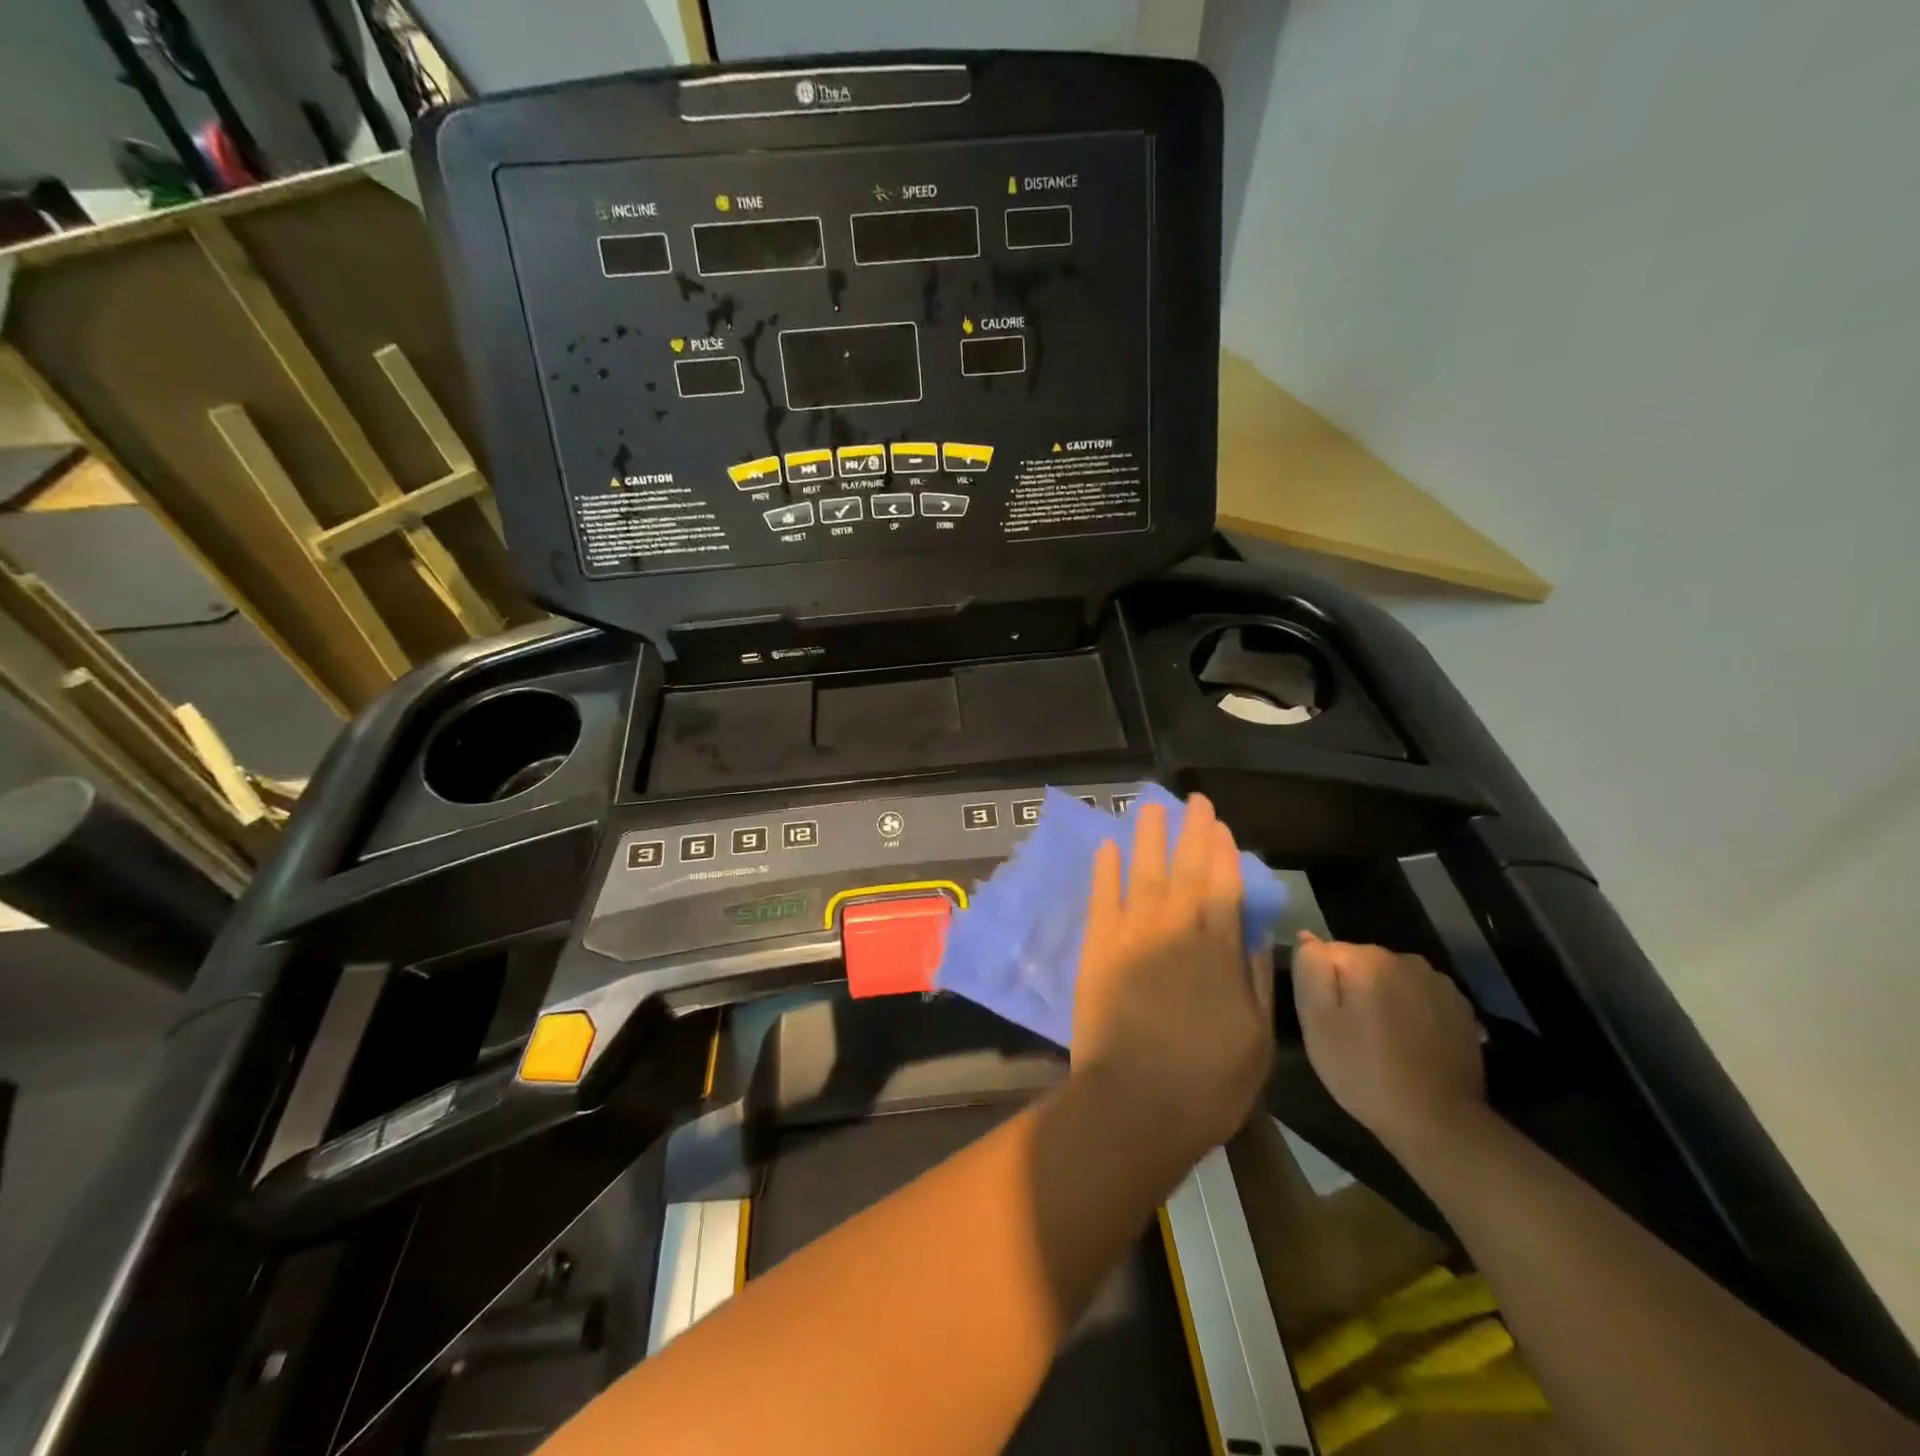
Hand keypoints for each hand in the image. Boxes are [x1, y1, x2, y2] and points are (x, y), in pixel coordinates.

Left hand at [1070, 795, 1274, 1162]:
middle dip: (1192, 831)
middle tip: (1193, 800)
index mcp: (1218, 948)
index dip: (1223, 852)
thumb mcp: (1257, 1036)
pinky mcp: (1098, 946)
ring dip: (1149, 837)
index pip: (1224, 885)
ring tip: (1150, 806)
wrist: (1135, 1102)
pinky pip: (1101, 896)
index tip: (1221, 826)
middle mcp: (1175, 928)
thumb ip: (1254, 976)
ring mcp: (1132, 933)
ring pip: (1143, 871)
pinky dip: (1104, 869)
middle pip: (1186, 868)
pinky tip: (1107, 846)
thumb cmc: (1208, 1080)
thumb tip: (1253, 931)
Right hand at [1291, 933, 1487, 1157]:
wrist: (1438, 1123)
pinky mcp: (1460, 1008)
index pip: (1324, 952)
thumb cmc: (1364, 1071)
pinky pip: (1419, 996)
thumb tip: (1308, 937)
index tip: (1326, 1019)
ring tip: (1380, 1040)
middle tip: (1349, 1033)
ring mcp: (1439, 982)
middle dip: (1351, 989)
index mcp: (1367, 959)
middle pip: (1360, 962)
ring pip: (1391, 978)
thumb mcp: (1316, 1021)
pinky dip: (1410, 1011)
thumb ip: (1309, 969)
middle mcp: (1405, 959)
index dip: (1319, 985)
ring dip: (1382, 998)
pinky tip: (1409, 1043)